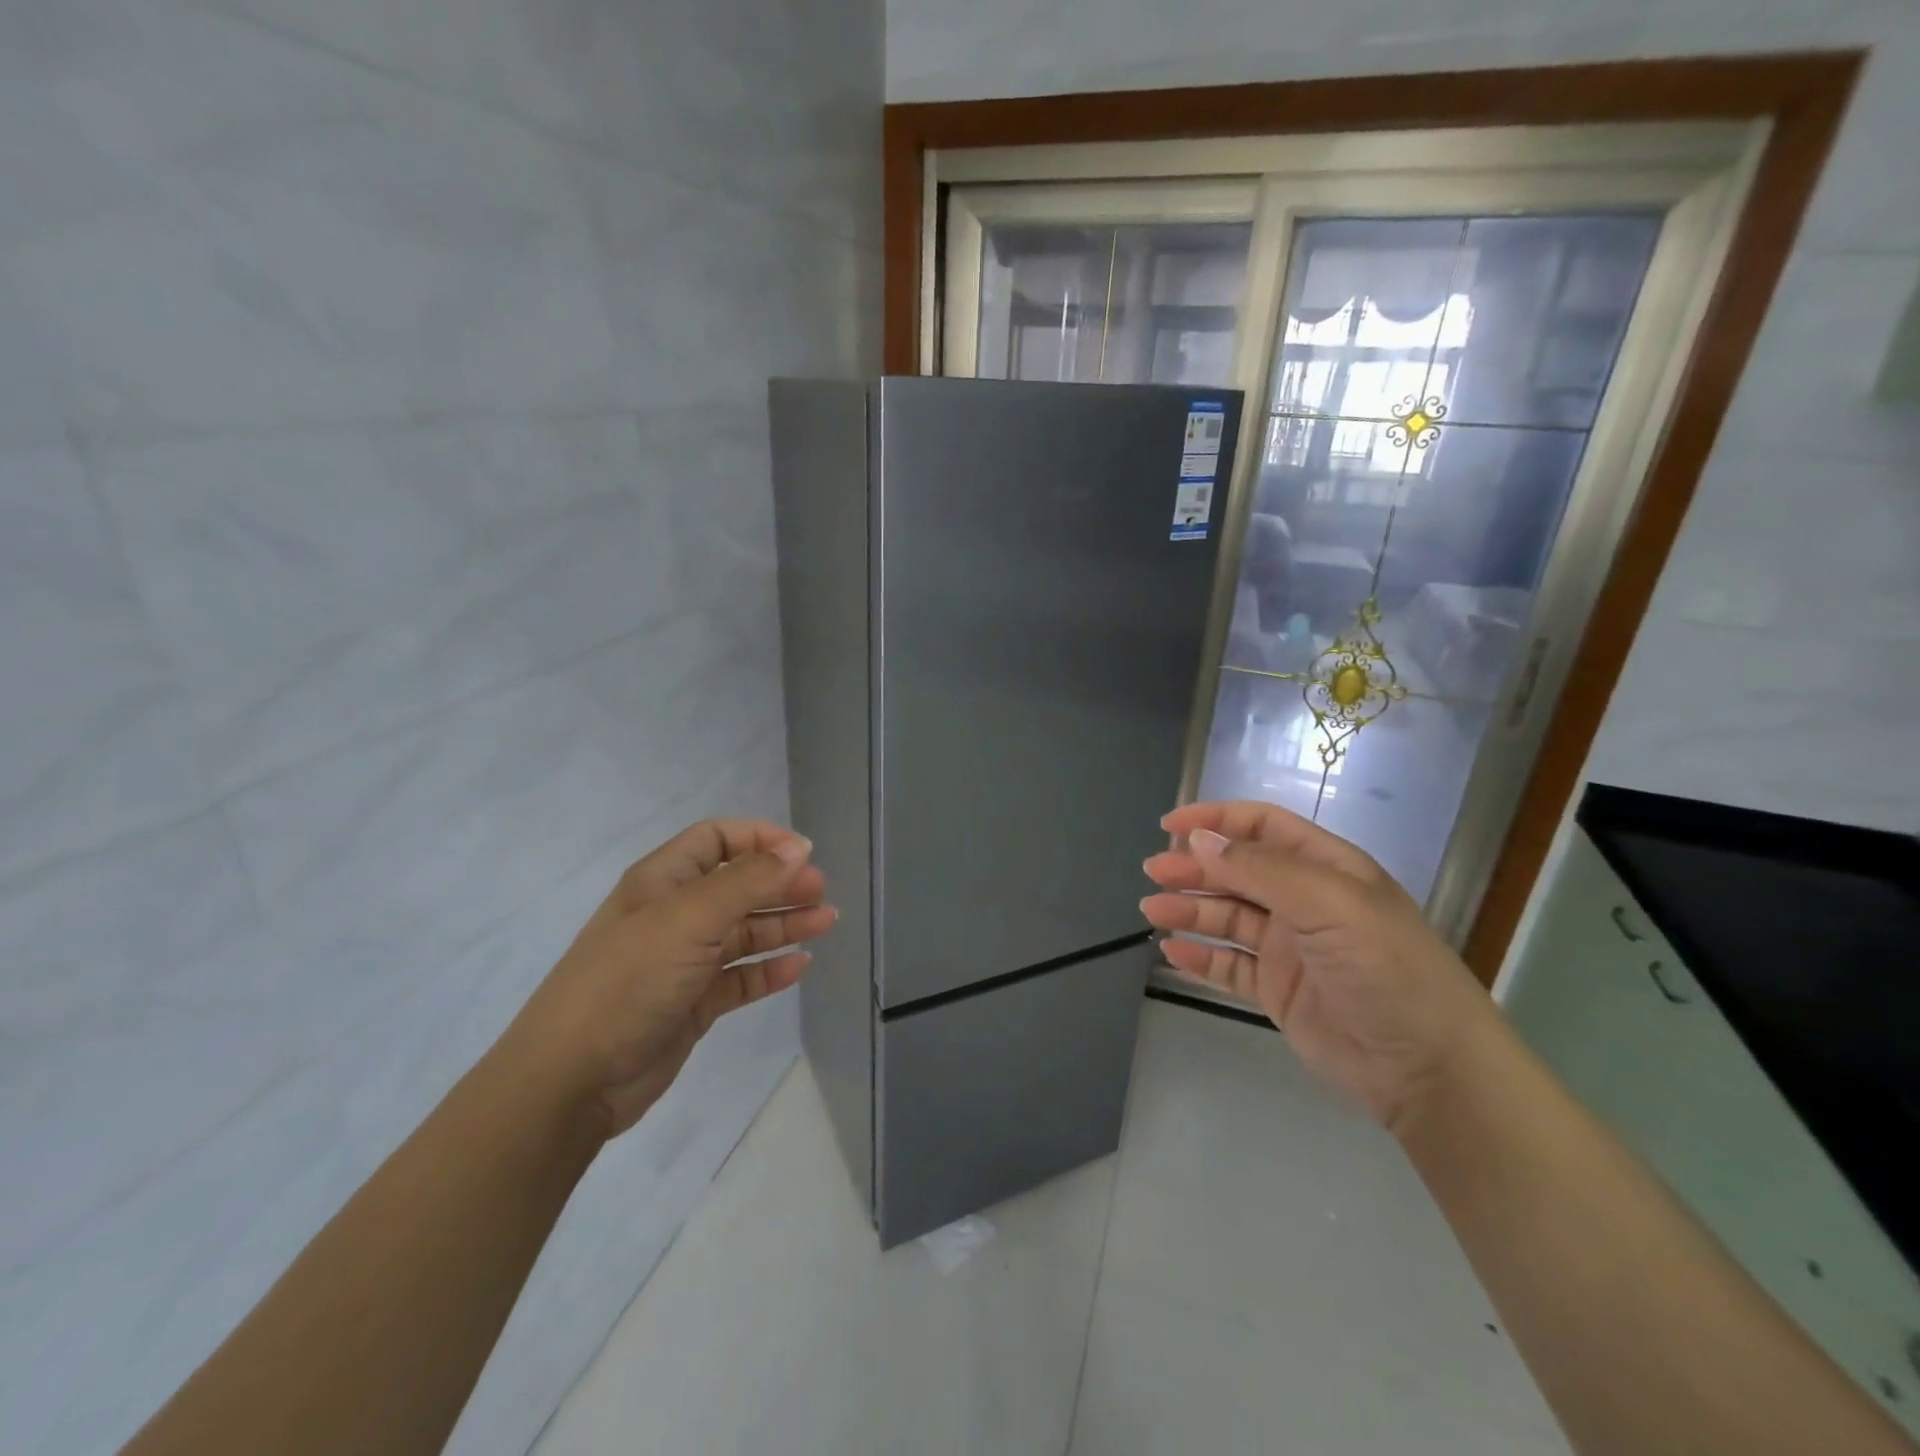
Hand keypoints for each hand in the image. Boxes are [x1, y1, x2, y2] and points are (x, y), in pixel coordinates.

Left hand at [498, 819, 835, 1137]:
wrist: (571, 1080)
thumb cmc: (629, 981)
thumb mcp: (689, 919)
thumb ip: (748, 881)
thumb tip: (799, 848)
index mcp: (662, 882)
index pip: (716, 839)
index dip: (760, 838)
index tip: (802, 853)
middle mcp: (674, 915)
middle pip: (737, 885)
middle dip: (780, 883)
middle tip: (820, 892)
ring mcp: (682, 961)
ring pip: (743, 932)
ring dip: (784, 924)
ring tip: (826, 922)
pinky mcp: (691, 1003)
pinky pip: (739, 977)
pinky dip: (769, 969)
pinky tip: (799, 966)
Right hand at [1140, 800, 1496, 1132]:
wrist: (1429, 1070)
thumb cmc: (1386, 969)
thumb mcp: (1330, 903)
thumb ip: (1261, 869)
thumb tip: (1200, 840)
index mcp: (1327, 868)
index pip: (1263, 827)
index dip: (1217, 820)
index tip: (1170, 826)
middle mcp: (1306, 901)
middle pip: (1238, 871)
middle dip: (1194, 867)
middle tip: (1153, 873)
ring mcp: (1291, 948)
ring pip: (1228, 917)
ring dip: (1190, 910)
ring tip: (1152, 911)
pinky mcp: (1279, 991)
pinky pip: (1230, 965)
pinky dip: (1200, 957)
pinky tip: (1172, 952)